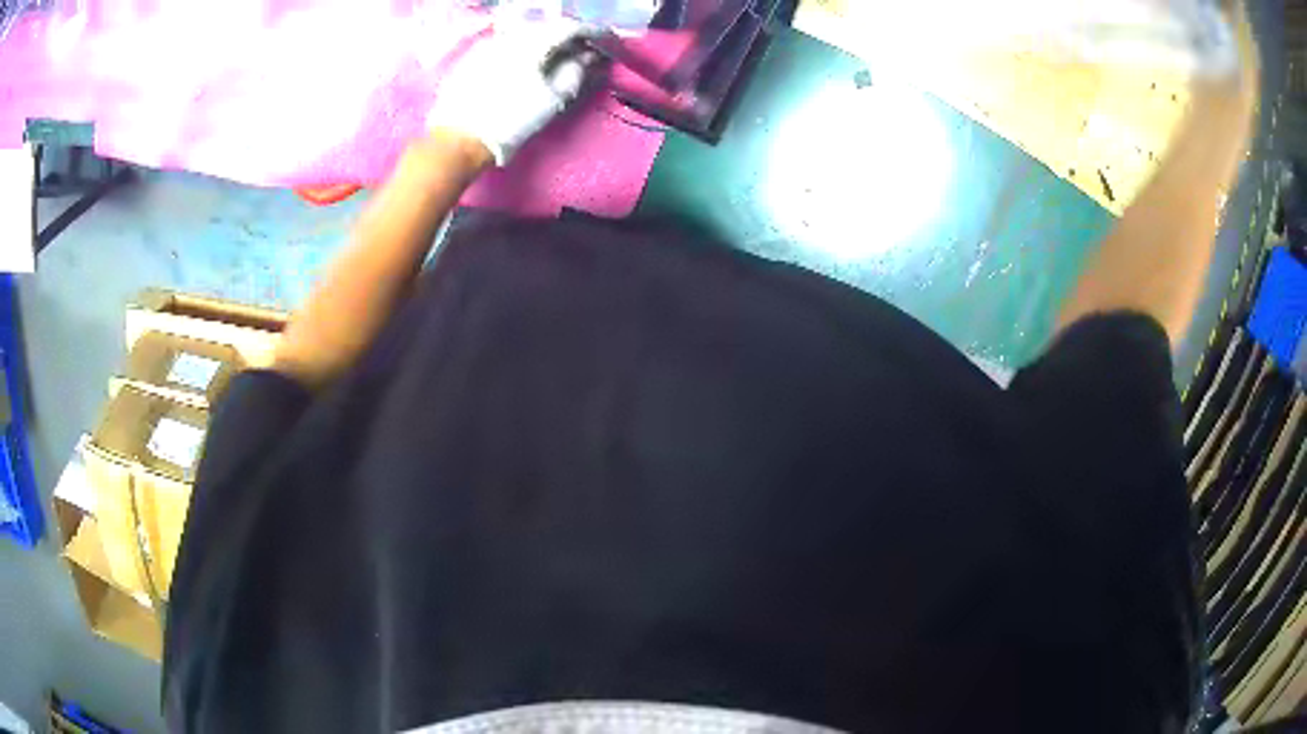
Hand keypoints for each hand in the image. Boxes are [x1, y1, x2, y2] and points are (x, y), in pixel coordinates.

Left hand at [427, 14, 599, 165]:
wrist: (460, 139)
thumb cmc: (511, 121)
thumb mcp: (552, 99)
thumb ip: (575, 71)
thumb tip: (588, 56)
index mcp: (533, 43)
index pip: (569, 26)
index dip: (592, 31)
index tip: (606, 38)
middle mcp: (511, 35)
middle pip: (547, 26)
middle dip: (568, 35)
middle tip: (583, 47)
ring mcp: (490, 43)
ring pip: (526, 32)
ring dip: (545, 40)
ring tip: (556, 54)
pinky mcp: (475, 55)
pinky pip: (508, 42)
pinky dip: (525, 46)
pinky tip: (529, 61)